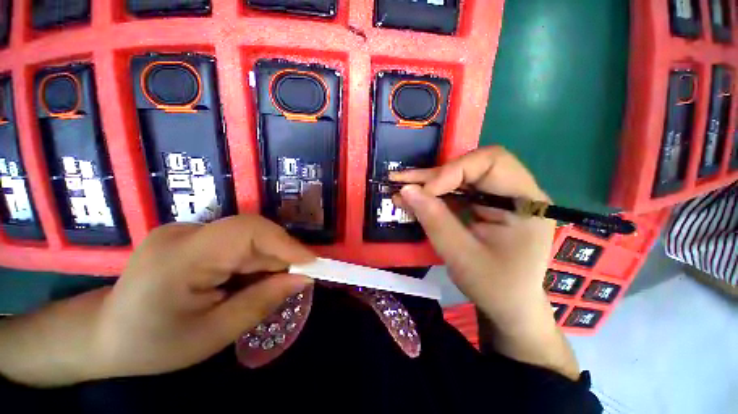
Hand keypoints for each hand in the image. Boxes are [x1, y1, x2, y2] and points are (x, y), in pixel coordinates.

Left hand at [92, 215, 314, 378]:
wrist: (105, 334)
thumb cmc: (154, 345)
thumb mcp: (213, 334)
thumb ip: (262, 302)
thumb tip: (303, 279)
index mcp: (181, 257)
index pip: (247, 232)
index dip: (286, 243)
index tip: (312, 264)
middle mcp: (184, 232)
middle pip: (251, 232)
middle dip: (280, 255)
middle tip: (295, 280)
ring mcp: (187, 230)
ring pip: (248, 236)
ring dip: (266, 259)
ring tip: (266, 286)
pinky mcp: (192, 235)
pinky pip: (237, 241)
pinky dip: (252, 259)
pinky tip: (245, 280)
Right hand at [391, 146, 552, 325]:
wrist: (509, 306)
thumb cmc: (495, 286)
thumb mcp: (461, 255)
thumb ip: (434, 219)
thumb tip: (406, 190)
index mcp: (525, 202)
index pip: (491, 162)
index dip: (453, 171)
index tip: (425, 192)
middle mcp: (515, 192)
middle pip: (471, 166)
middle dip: (434, 175)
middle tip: (401, 181)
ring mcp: (497, 198)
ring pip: (459, 177)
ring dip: (428, 183)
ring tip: (399, 186)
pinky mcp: (483, 205)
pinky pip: (455, 191)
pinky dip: (432, 195)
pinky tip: (412, 198)